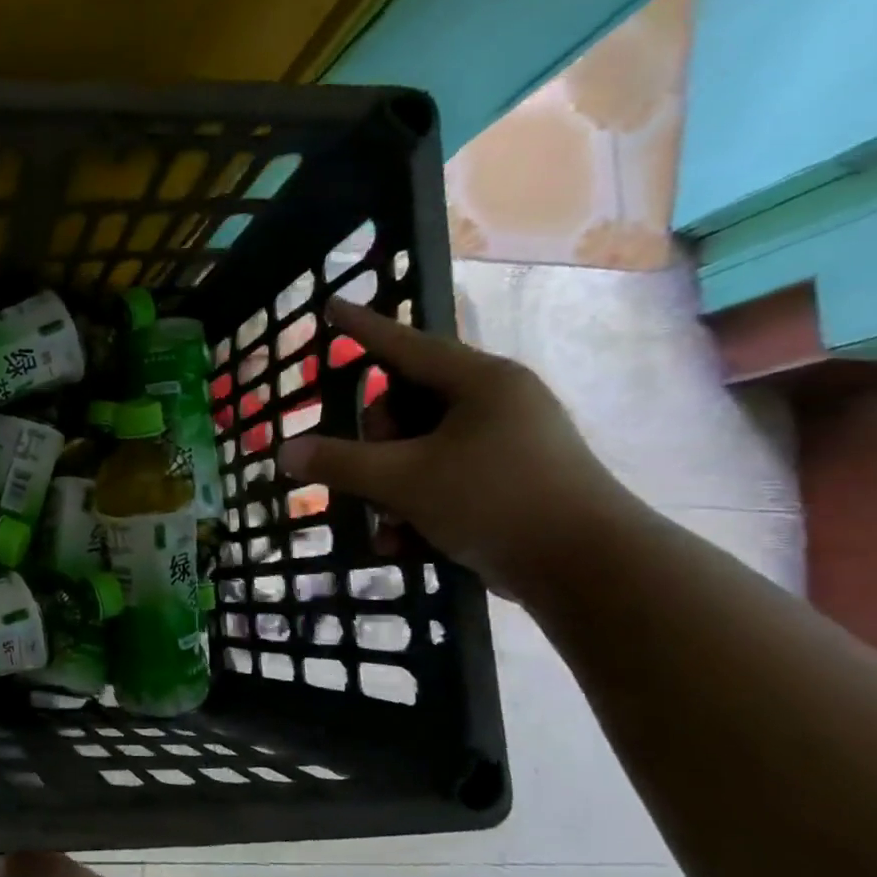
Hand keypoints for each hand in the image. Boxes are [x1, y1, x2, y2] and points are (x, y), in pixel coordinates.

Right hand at [276, 299, 637, 596]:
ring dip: (390, 488)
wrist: (590, 570)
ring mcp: (505, 445)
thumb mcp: (403, 480)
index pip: (404, 345)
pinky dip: (416, 509)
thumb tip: (286, 451)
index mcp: (479, 383)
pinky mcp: (509, 484)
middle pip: (406, 407)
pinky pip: (443, 482)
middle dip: (376, 446)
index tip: (332, 306)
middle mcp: (494, 404)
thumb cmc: (495, 501)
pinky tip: (401, 544)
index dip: (362, 329)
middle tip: (367, 475)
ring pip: (419, 451)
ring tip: (385, 524)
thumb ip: (339, 463)